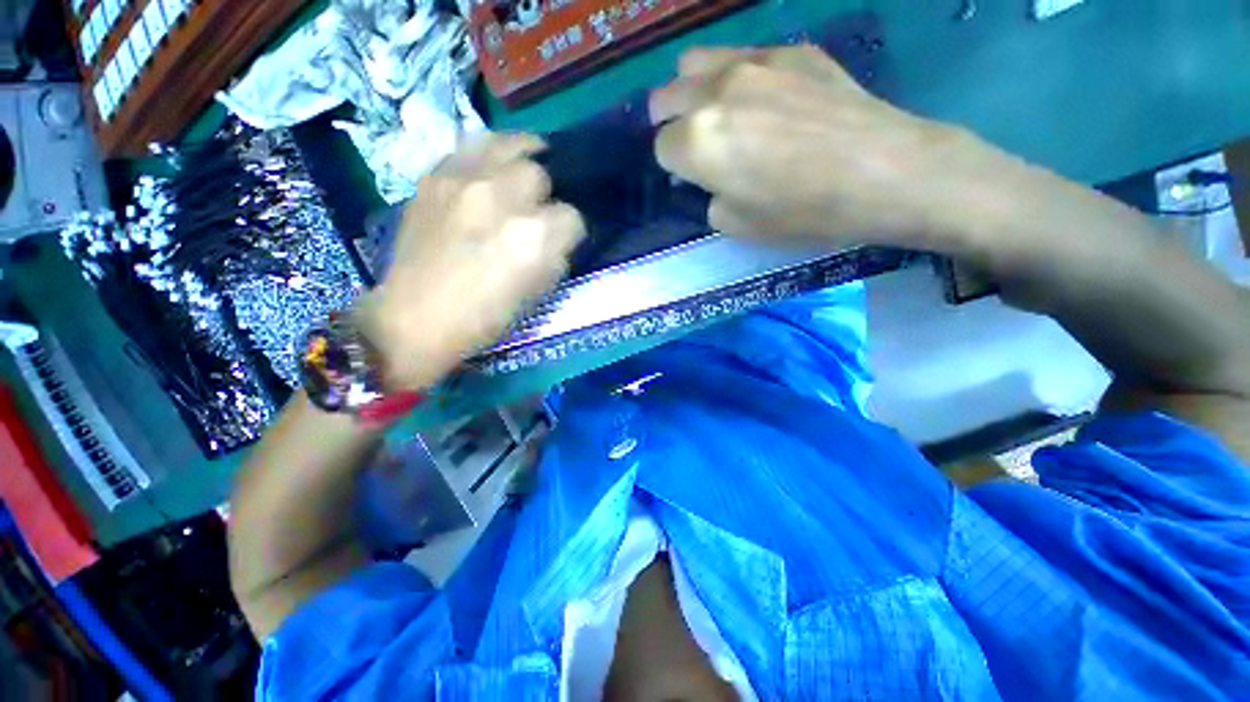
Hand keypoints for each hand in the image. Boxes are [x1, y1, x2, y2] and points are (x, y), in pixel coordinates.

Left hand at [357, 134, 584, 389]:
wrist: (417, 317)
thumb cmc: (486, 317)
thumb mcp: (538, 292)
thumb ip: (556, 254)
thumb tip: (559, 233)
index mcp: (534, 237)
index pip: (573, 216)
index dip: (571, 230)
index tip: (563, 239)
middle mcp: (503, 199)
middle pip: (541, 174)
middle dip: (546, 195)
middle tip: (536, 211)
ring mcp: (465, 181)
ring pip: (509, 145)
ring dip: (523, 157)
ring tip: (523, 167)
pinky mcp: (435, 176)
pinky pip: (471, 147)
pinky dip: (488, 156)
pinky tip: (490, 169)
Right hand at [650, 45, 1012, 252]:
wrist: (881, 171)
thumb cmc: (802, 211)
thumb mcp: (737, 225)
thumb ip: (710, 196)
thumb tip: (711, 178)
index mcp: (698, 142)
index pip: (662, 147)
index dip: (674, 166)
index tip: (693, 178)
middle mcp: (715, 93)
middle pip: (667, 96)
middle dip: (670, 122)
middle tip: (691, 143)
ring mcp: (753, 62)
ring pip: (694, 63)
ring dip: (692, 89)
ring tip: (713, 110)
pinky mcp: (790, 50)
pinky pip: (741, 56)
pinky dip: (735, 77)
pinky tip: (760, 97)